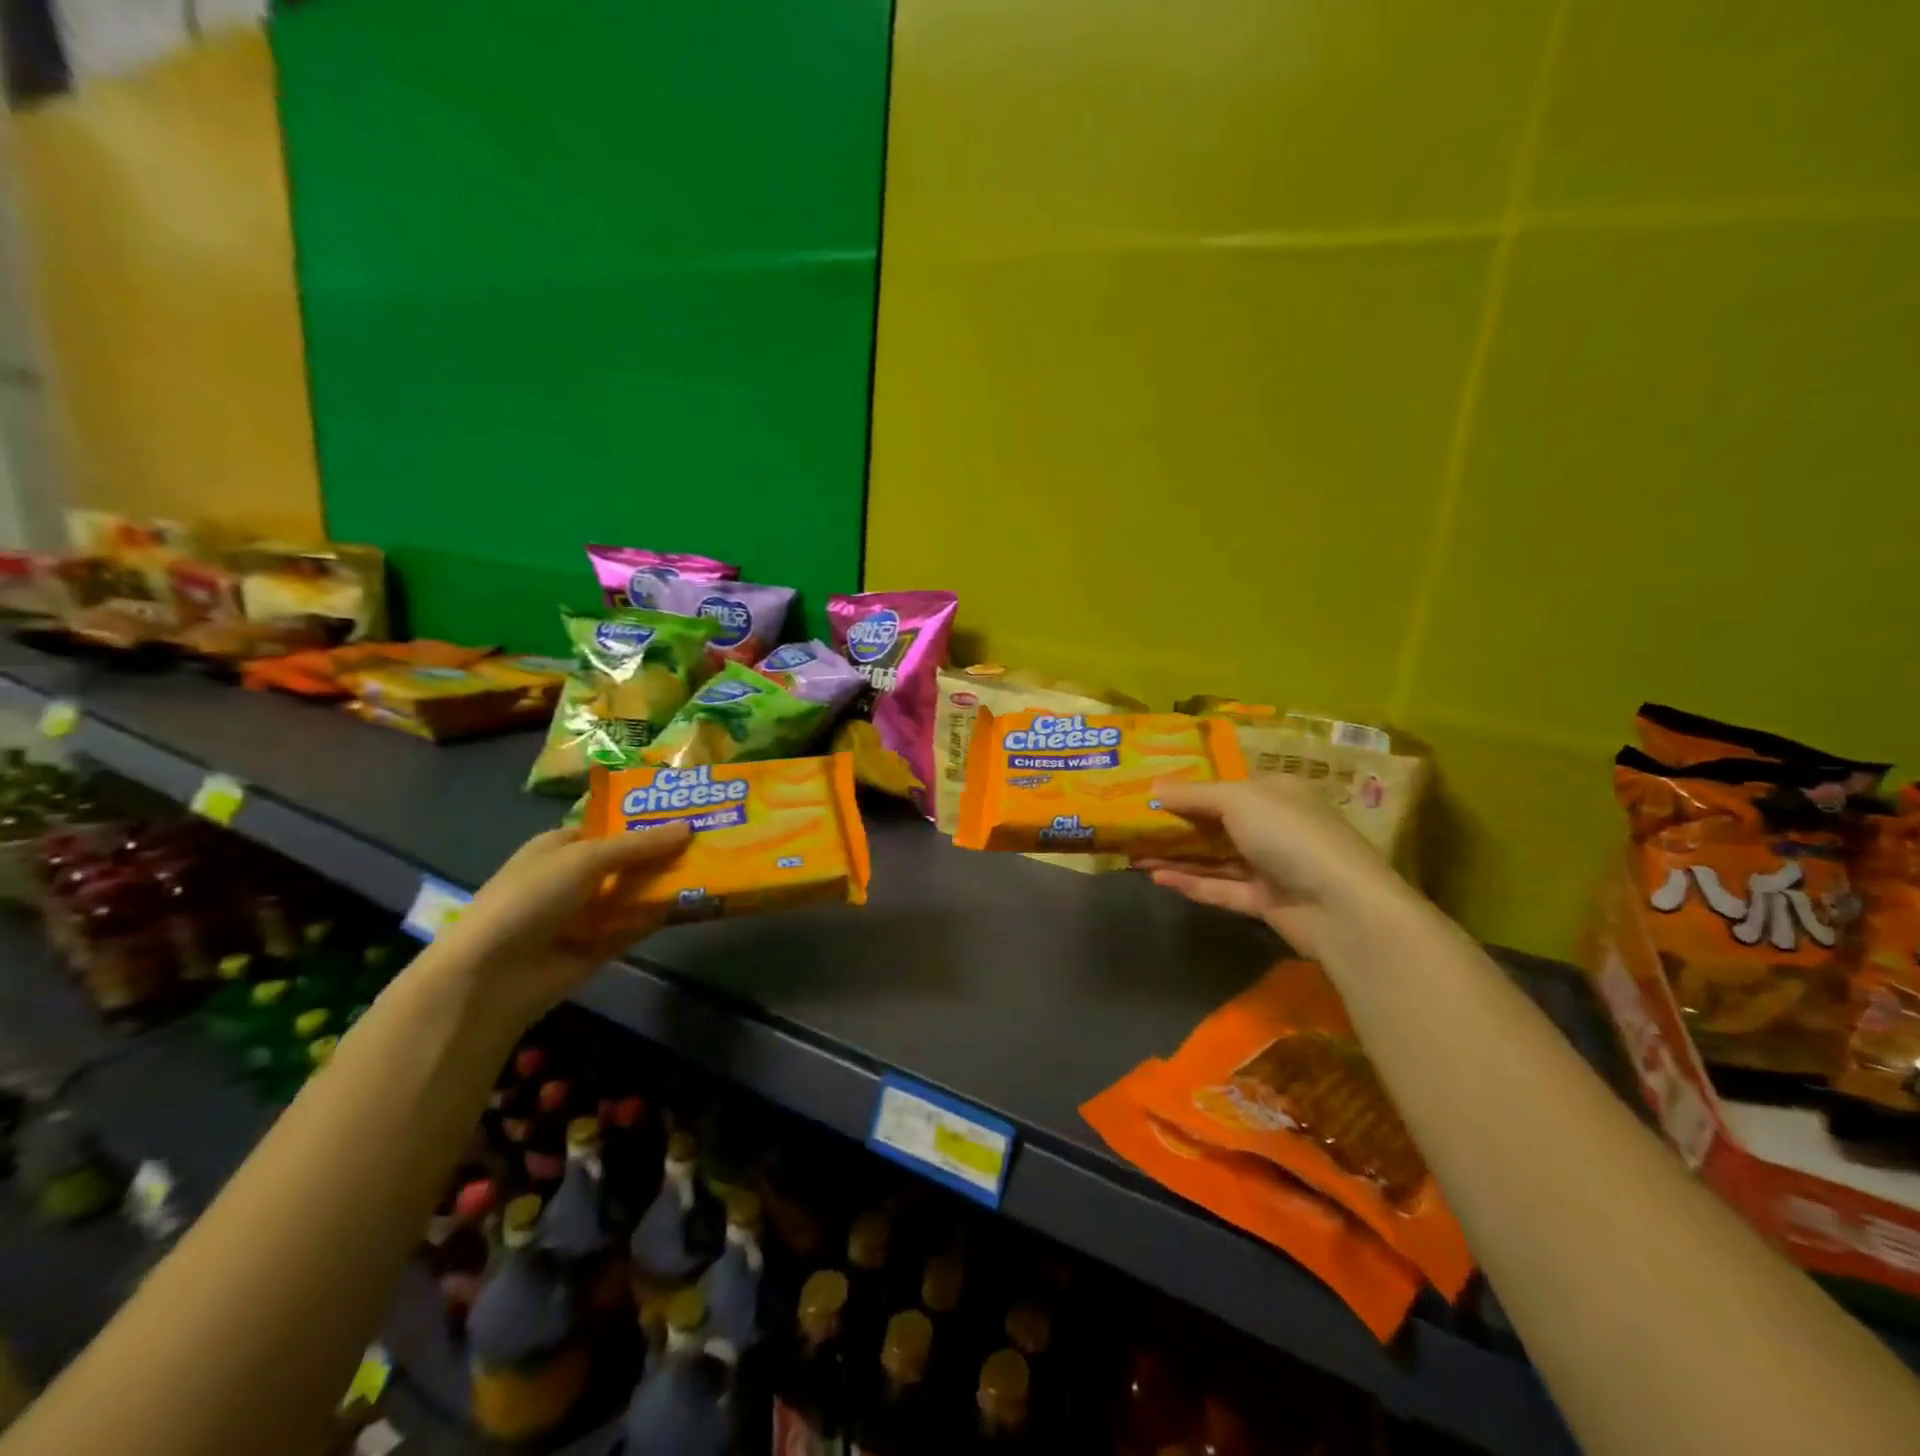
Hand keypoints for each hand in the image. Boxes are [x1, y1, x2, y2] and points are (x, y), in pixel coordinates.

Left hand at [425, 822, 691, 1023]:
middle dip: (663, 852)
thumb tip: (689, 827)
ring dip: (666, 883)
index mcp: (561, 846)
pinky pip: (637, 925)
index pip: (610, 826)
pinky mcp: (601, 946)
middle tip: (712, 839)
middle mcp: (575, 877)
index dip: (645, 820)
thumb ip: (639, 845)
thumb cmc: (531, 899)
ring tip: (715, 867)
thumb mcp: (585, 858)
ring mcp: (588, 913)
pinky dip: (660, 916)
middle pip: (628, 860)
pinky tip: (694, 903)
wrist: (493, 976)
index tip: (688, 812)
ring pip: (636, 892)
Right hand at [1135, 777, 1412, 959]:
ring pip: (1215, 858)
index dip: (1188, 788)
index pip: (1226, 786)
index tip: (1149, 791)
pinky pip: (1220, 888)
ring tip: (1133, 854)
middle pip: (1216, 823)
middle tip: (1133, 826)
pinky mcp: (1265, 902)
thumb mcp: (1238, 800)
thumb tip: (1153, 787)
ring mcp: (1270, 866)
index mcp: (1275, 793)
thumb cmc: (1290, 835)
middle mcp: (1274, 826)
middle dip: (1175, 825)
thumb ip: (1194, 795)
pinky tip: (1156, 878)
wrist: (1342, 907)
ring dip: (1176, 856)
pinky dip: (1191, 883)